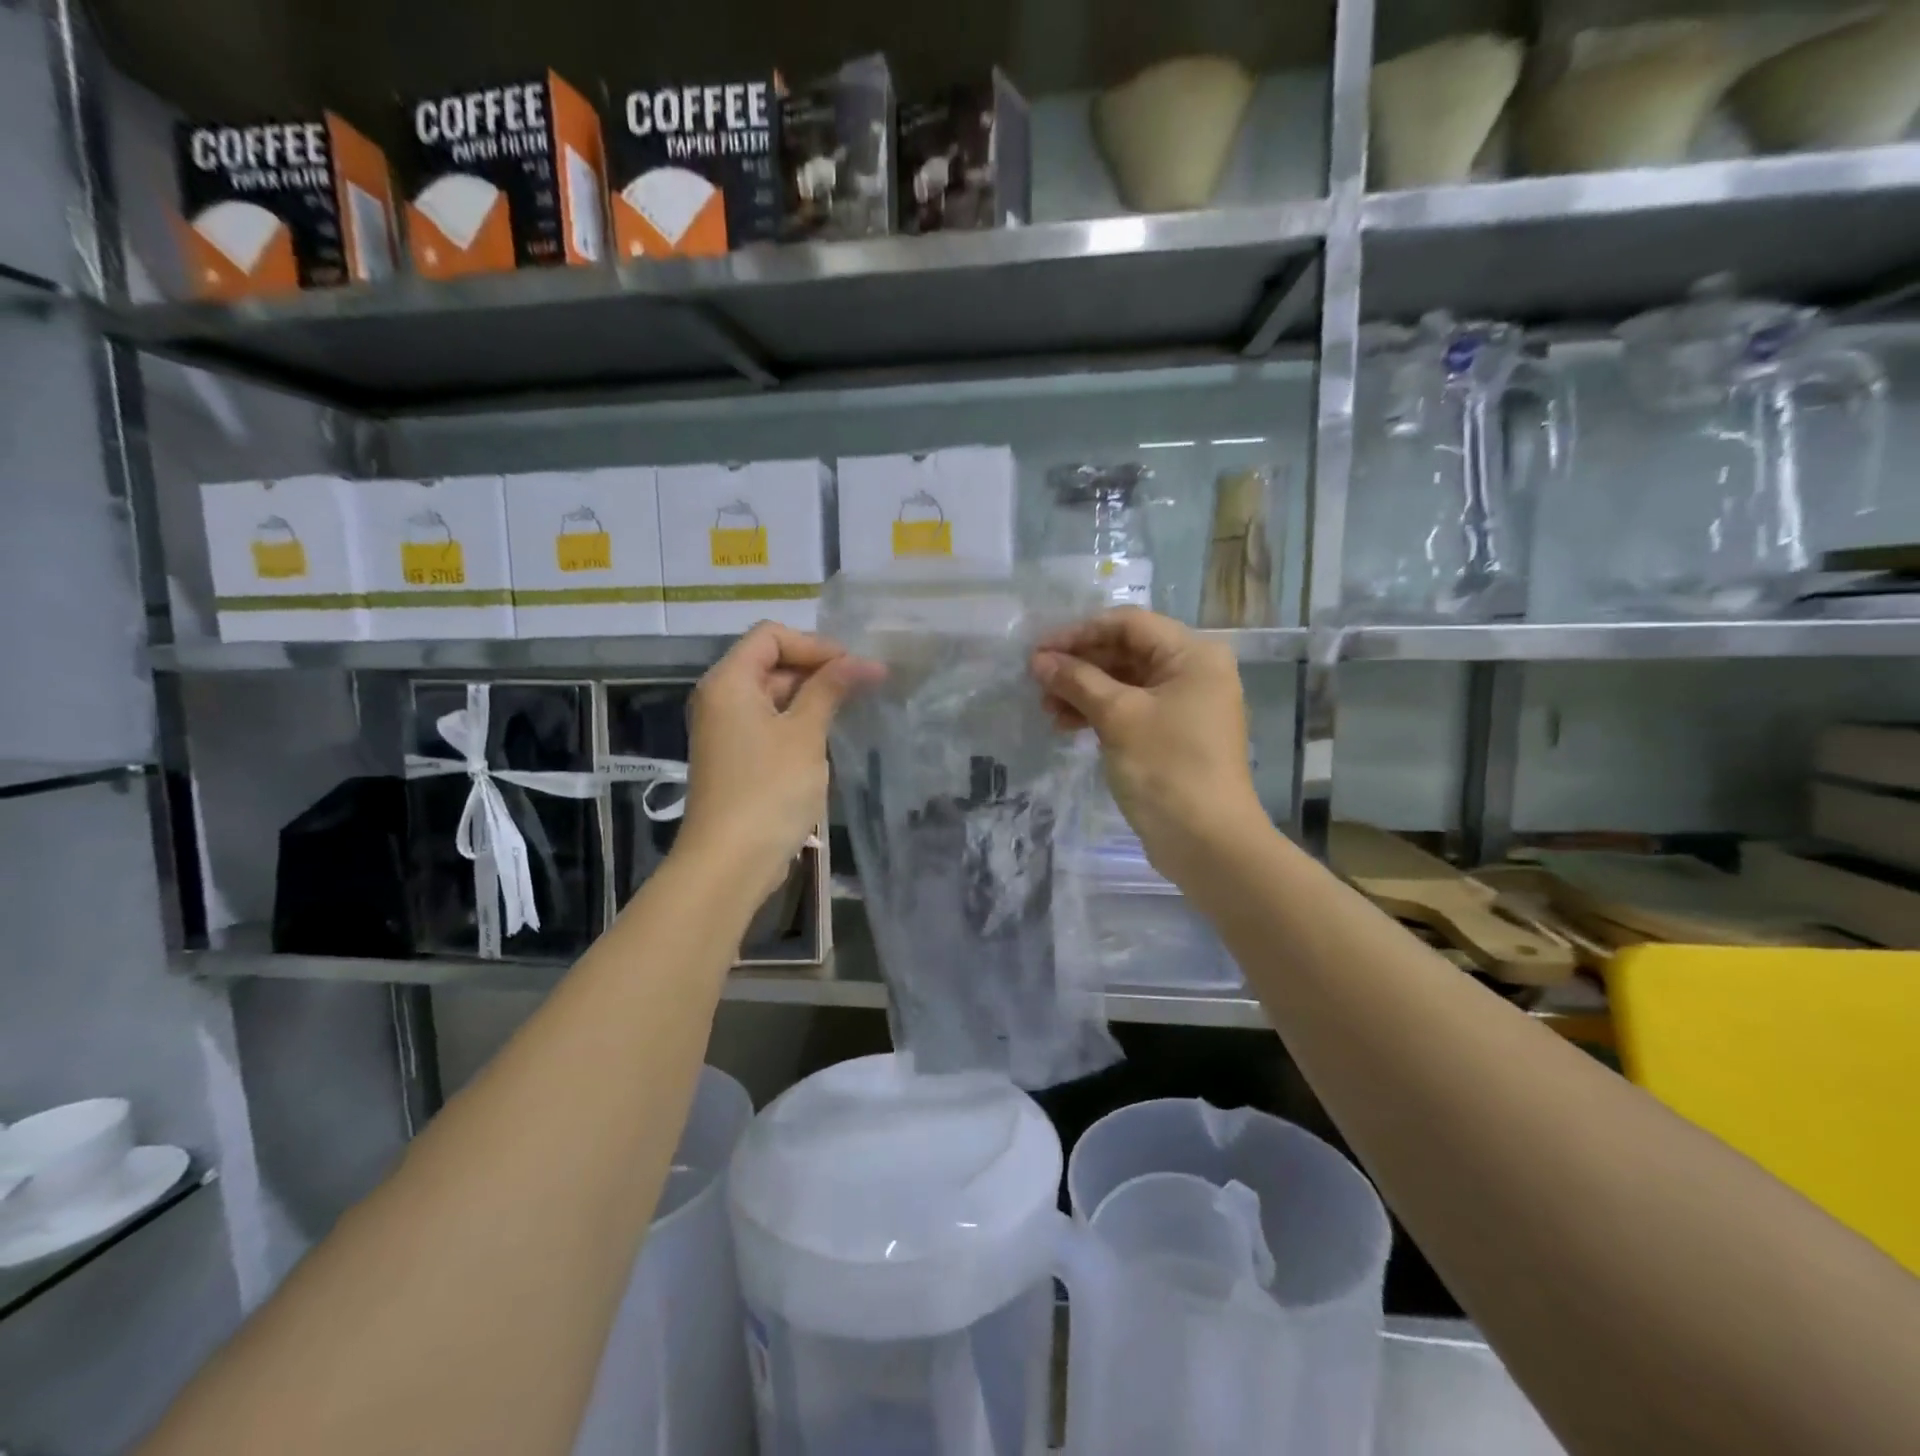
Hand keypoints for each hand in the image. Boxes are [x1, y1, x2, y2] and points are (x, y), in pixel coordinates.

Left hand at [677, 622, 882, 901]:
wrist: (731, 860)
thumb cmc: (769, 788)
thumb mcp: (805, 733)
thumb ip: (831, 689)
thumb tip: (864, 661)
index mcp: (729, 681)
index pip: (771, 635)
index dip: (815, 645)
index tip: (854, 668)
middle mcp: (721, 698)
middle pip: (771, 662)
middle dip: (818, 670)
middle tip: (864, 687)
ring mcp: (727, 730)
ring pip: (773, 695)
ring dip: (812, 697)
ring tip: (854, 708)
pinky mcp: (738, 758)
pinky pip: (770, 724)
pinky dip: (799, 722)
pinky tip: (829, 736)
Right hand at [1031, 609, 1263, 881]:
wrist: (1207, 842)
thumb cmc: (1166, 768)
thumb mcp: (1118, 717)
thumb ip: (1077, 681)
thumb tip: (1039, 660)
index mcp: (1193, 654)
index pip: (1128, 624)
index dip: (1080, 633)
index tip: (1039, 651)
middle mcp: (1193, 671)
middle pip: (1126, 651)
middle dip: (1080, 665)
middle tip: (1038, 683)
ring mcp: (1184, 704)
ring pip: (1125, 682)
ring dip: (1084, 691)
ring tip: (1047, 709)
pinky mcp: (1173, 734)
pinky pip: (1131, 709)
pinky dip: (1100, 713)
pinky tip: (1067, 726)